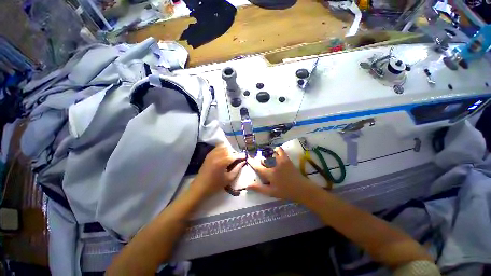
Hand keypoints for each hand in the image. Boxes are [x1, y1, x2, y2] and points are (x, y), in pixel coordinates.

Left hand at [191, 144, 245, 197]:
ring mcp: (212, 154)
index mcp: (222, 162)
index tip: (246, 157)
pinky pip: (217, 148)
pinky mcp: (208, 155)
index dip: (241, 155)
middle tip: (238, 158)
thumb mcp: (229, 179)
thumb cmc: (215, 185)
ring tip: (232, 156)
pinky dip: (223, 149)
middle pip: (229, 149)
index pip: (234, 155)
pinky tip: (225, 154)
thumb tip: (243, 162)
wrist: (200, 187)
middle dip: (235, 153)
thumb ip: (237, 169)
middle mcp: (217, 155)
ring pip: (223, 147)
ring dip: (229, 150)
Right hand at [247, 146, 318, 201]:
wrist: (302, 189)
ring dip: (267, 155)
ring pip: (271, 154)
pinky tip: (275, 151)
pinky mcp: (287, 159)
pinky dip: (277, 149)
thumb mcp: (271, 192)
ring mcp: (281, 161)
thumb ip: (259, 188)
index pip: (258, 167)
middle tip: (260, 163)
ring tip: (267, 157)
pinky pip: (281, 150)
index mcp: (270, 174)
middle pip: (264, 160)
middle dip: (260, 160)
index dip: (252, 163)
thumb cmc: (286, 192)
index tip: (248, 159)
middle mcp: (274, 165)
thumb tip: (247, 186)